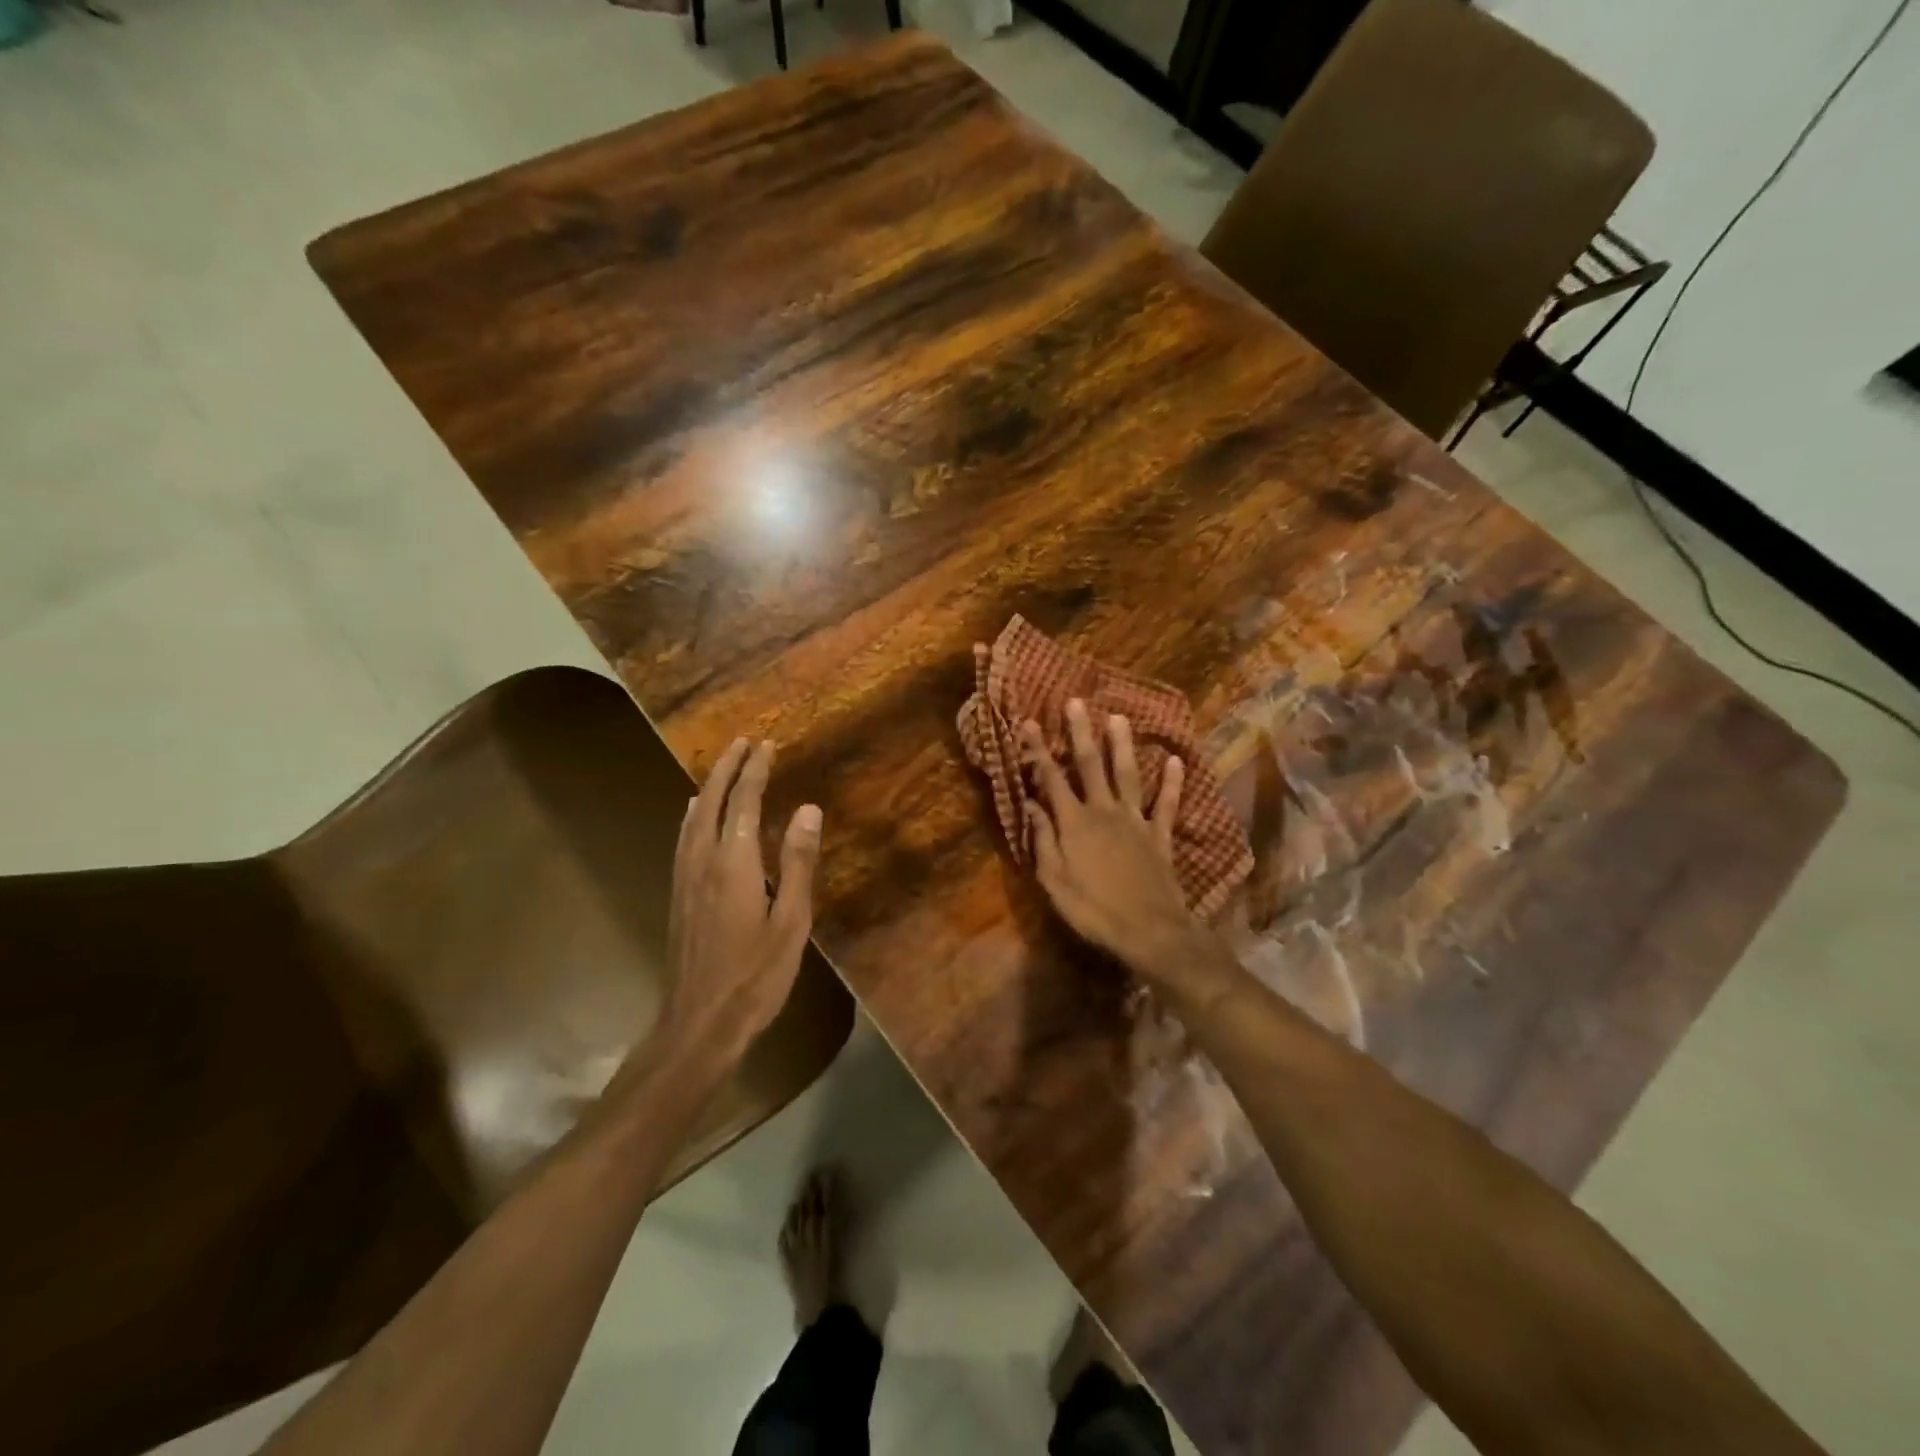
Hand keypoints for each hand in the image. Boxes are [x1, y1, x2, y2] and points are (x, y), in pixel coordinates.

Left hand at [660, 737, 821, 1075]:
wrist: (698, 1024)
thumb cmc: (755, 976)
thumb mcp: (791, 922)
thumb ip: (797, 863)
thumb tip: (807, 809)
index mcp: (733, 863)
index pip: (743, 801)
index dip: (755, 770)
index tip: (766, 744)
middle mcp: (702, 860)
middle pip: (709, 800)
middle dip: (726, 767)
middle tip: (743, 742)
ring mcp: (684, 878)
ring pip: (692, 817)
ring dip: (708, 786)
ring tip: (723, 768)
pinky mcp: (678, 895)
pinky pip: (684, 837)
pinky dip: (695, 813)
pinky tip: (695, 816)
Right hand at [1024, 699, 1198, 979]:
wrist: (1149, 931)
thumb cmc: (1093, 910)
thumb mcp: (1054, 881)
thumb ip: (1043, 840)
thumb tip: (1030, 804)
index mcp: (1074, 823)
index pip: (1052, 779)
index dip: (1039, 751)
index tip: (1029, 723)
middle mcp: (1104, 811)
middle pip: (1091, 766)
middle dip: (1081, 733)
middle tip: (1076, 702)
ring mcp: (1136, 821)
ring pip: (1128, 775)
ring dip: (1122, 745)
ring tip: (1119, 717)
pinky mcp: (1160, 835)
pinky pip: (1167, 804)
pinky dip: (1172, 783)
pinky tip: (1175, 761)